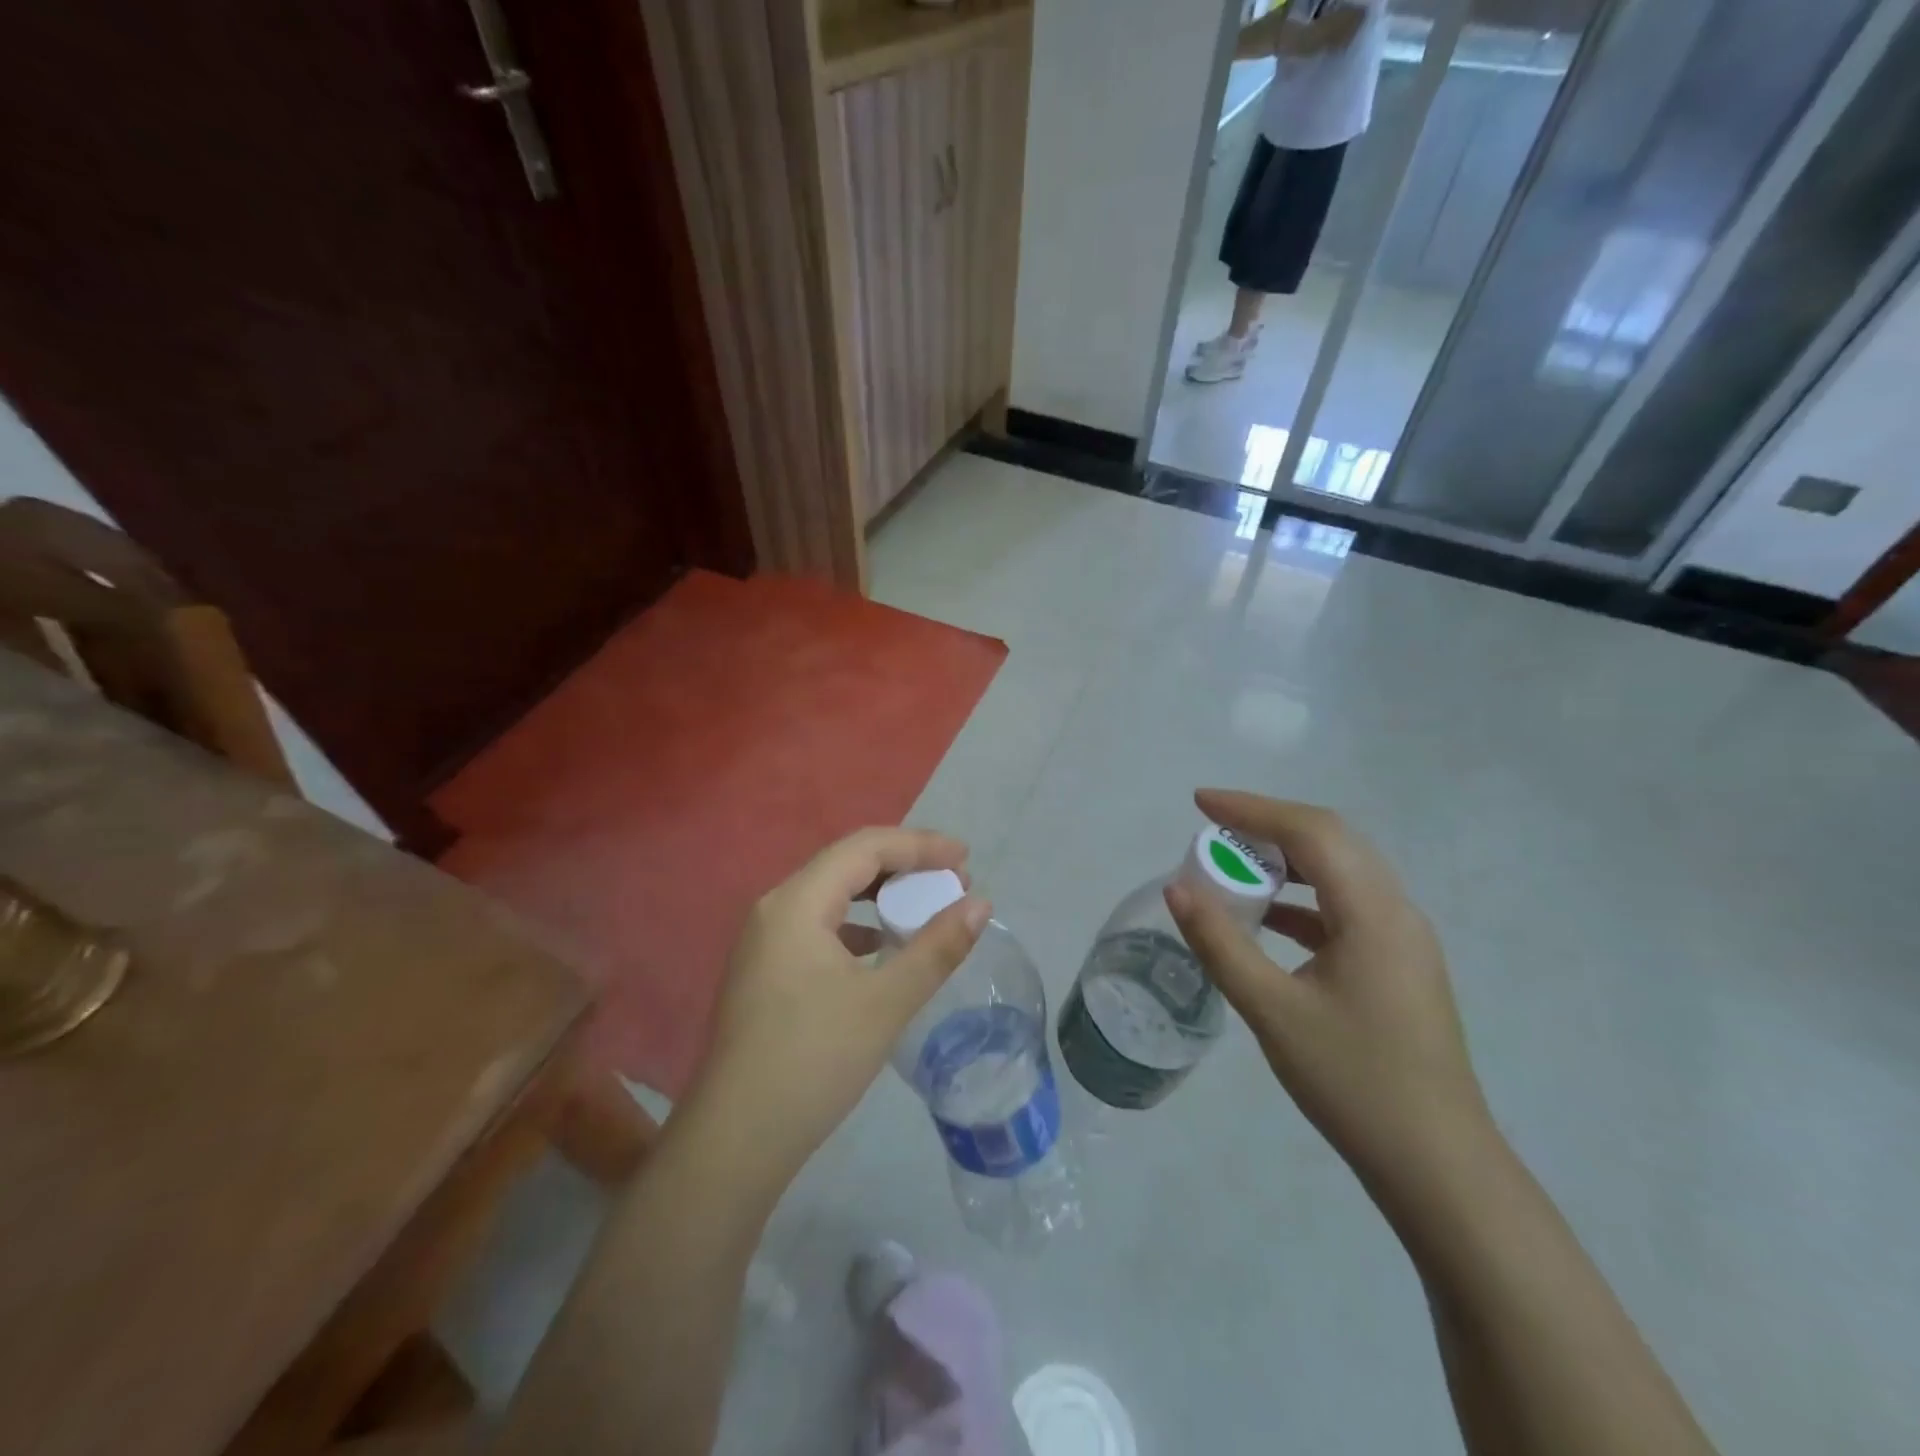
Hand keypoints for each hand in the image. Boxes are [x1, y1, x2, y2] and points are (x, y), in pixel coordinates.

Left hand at [690, 828, 989, 1179]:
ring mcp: (765, 940)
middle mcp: (775, 908)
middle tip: (953, 882)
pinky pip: (820, 926)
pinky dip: (859, 926)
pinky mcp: (766, 970)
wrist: (737, 1140)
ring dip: (882, 895)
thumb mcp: (885, 1003)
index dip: (920, 845)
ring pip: (833, 896)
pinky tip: (883, 948)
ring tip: (926, 908)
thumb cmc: (813, 1061)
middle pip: (847, 864)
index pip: (865, 847)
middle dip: (904, 866)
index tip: (966, 859)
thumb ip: (936, 948)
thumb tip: (981, 905)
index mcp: (796, 902)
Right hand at [1165, 790, 1494, 1204]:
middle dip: (1268, 825)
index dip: (1252, 809)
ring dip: (1286, 859)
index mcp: (1374, 914)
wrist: (1436, 1164)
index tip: (1199, 803)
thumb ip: (1221, 944)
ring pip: (1340, 871)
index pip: (1311, 832)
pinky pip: (1344, 906)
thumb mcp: (1272, 1010)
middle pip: (1331, 840)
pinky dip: (1301, 897)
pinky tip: (1266, 917)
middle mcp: (1397, 912)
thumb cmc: (1352, 1082)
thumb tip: (1177, 889)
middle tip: (1213, 830)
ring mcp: (1403, 939)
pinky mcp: (1398, 964)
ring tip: (1233, 865)